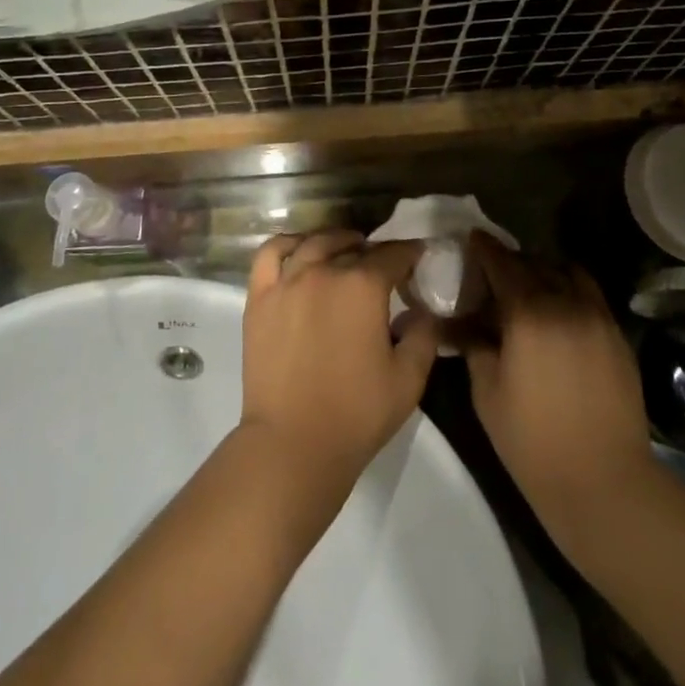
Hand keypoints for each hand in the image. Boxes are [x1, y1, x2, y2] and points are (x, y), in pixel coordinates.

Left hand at [241, 232, 439, 491]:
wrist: (293, 444)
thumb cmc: (356, 414)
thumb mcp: (409, 379)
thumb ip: (424, 335)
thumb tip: (423, 310)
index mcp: (363, 286)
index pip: (393, 255)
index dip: (410, 252)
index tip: (419, 256)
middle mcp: (324, 271)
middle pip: (353, 246)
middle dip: (375, 251)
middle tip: (384, 265)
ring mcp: (287, 281)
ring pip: (314, 243)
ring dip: (336, 241)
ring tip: (346, 249)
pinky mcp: (259, 297)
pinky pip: (271, 254)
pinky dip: (288, 243)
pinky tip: (299, 249)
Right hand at [461, 235, 651, 546]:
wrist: (604, 484)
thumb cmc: (533, 442)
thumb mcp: (487, 392)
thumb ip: (473, 345)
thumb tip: (460, 322)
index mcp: (528, 313)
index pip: (502, 264)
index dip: (485, 248)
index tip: (473, 238)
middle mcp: (566, 303)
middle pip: (536, 264)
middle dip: (513, 261)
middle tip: (495, 273)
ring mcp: (598, 318)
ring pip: (569, 274)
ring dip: (546, 271)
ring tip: (532, 288)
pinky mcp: (618, 337)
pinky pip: (591, 297)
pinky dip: (571, 291)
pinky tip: (559, 314)